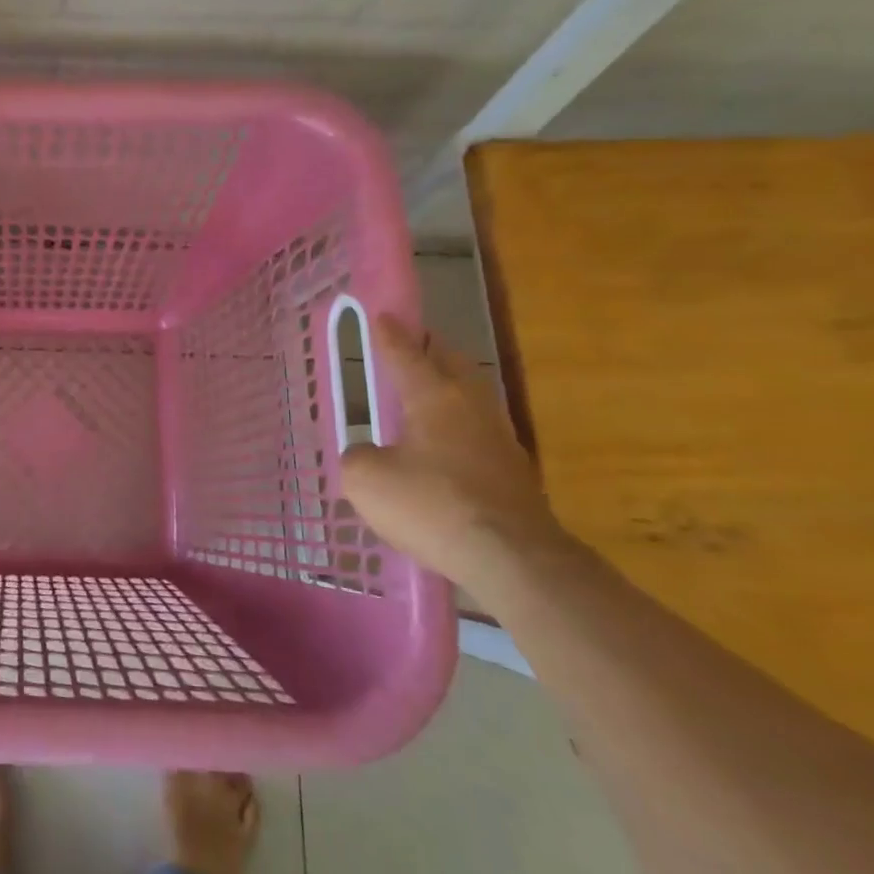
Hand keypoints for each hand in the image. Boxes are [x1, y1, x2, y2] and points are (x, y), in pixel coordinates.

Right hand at [340, 315, 573, 599]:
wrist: (513, 559)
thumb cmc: (432, 506)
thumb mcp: (367, 480)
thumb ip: (358, 458)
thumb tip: (368, 456)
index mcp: (433, 398)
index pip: (406, 354)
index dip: (390, 335)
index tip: (382, 314)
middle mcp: (471, 408)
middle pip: (452, 364)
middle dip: (430, 349)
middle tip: (412, 345)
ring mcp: (500, 440)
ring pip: (472, 397)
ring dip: (449, 388)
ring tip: (426, 394)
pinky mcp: (515, 474)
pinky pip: (480, 434)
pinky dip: (459, 428)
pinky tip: (445, 448)